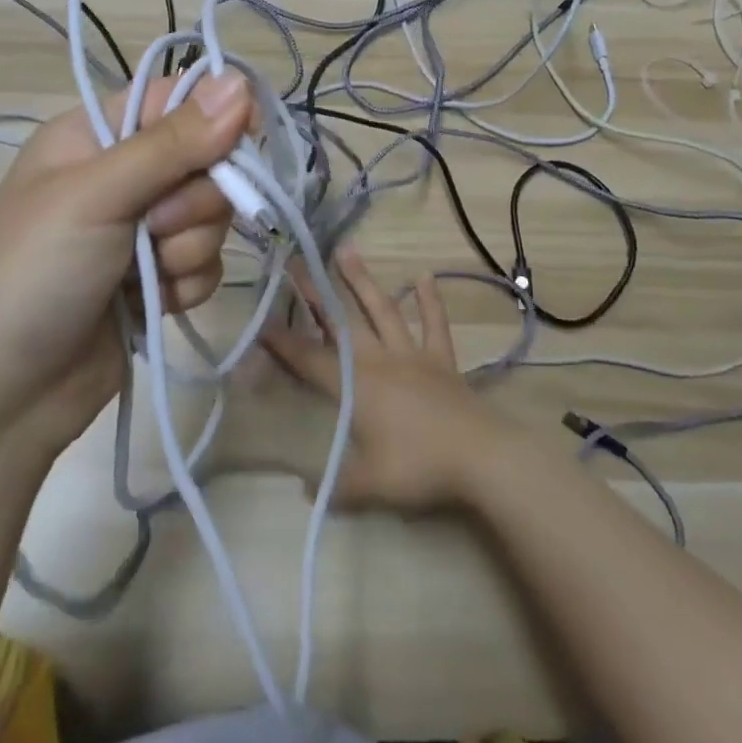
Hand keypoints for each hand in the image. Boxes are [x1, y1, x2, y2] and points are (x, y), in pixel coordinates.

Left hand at [0, 70, 251, 454]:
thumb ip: (172, 142)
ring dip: (187, 248)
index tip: (242, 139)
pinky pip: (207, 263)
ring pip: (212, 216)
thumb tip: (241, 82)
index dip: (215, 116)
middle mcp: (123, 175)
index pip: (175, 100)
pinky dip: (186, 284)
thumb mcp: (97, 196)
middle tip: (154, 227)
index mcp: (95, 136)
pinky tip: (152, 303)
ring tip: (145, 274)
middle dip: (193, 200)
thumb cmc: (35, 275)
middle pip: (206, 161)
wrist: (5, 394)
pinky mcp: (159, 276)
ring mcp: (142, 229)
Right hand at [265, 248, 508, 512]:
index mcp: (356, 386)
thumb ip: (337, 486)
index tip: (260, 320)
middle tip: (297, 263)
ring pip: (382, 310)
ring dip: (363, 282)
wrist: (481, 456)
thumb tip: (306, 492)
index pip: (309, 359)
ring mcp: (412, 355)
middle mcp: (378, 360)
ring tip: (347, 250)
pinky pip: (434, 325)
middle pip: (341, 322)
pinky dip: (429, 301)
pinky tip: (424, 276)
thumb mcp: (370, 485)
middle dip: (315, 293)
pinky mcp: (441, 360)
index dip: (283, 342)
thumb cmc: (419, 467)